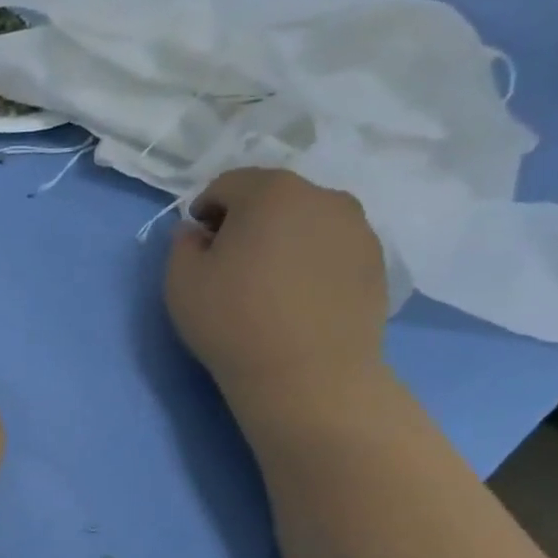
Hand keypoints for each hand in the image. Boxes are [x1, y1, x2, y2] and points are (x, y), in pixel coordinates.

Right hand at [166, 168, 388, 418]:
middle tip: (229, 259)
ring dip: (282, 237)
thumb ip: (182, 244)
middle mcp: (322, 197)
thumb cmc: (233, 321)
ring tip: (266, 280)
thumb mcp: (181, 281)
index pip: (228, 183)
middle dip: (247, 218)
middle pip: (273, 196)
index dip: (205, 208)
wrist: (308, 374)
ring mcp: (357, 228)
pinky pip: (331, 246)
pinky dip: (310, 259)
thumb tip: (197, 231)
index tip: (196, 241)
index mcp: (271, 192)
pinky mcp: (376, 261)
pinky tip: (296, 296)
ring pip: (306, 219)